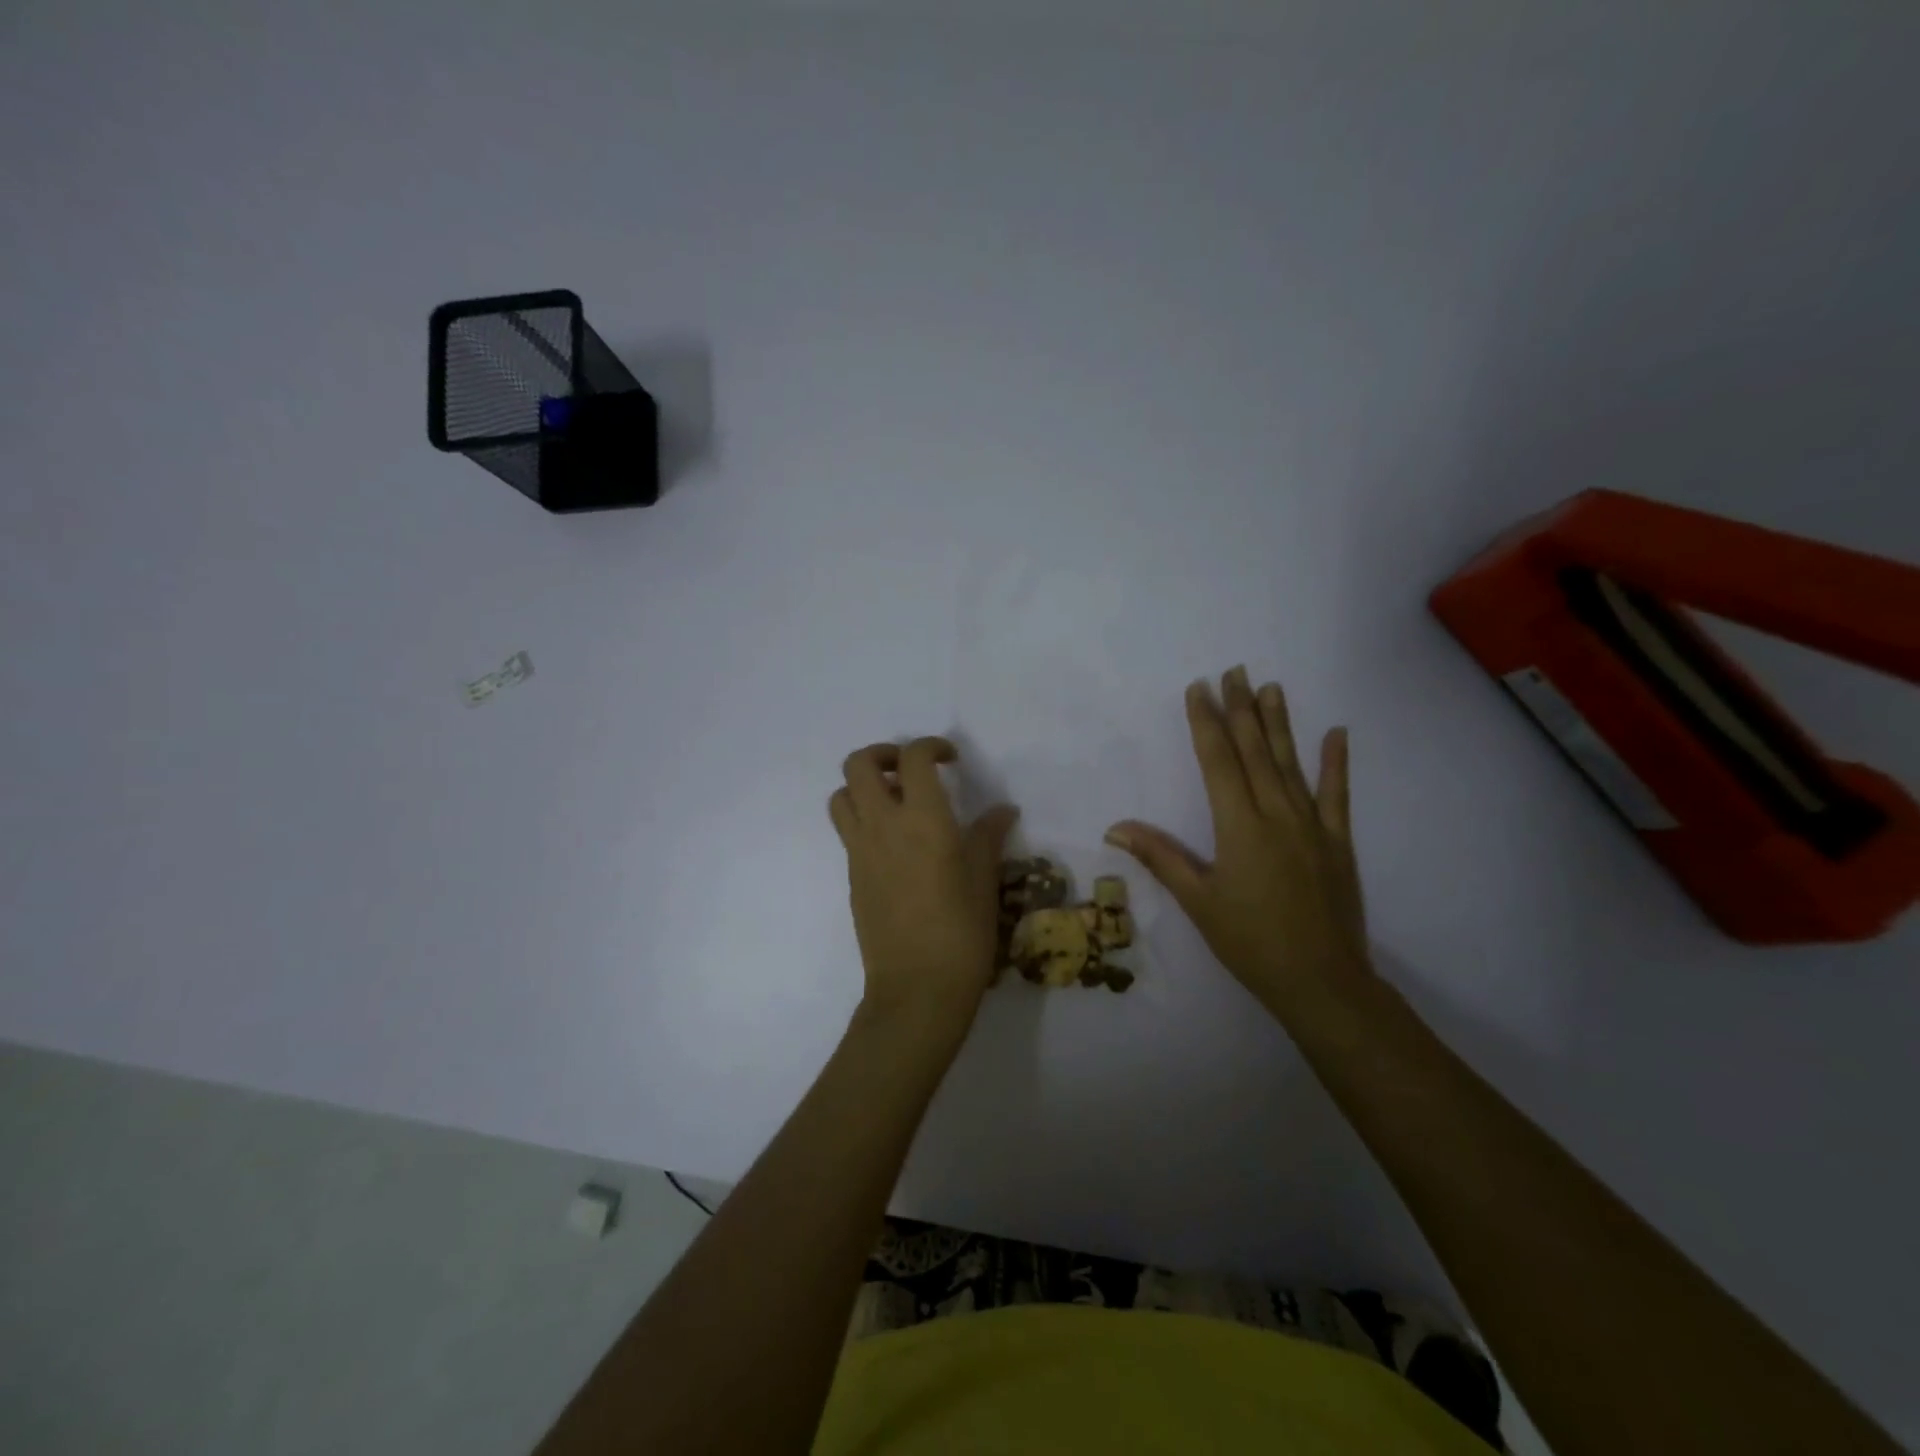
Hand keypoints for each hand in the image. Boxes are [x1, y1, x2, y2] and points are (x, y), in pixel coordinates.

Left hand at [830, 738, 1019, 1044]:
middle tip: (910, 770)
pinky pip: (847, 829)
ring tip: (896, 802)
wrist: (917, 988)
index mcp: (923, 820)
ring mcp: (860, 850)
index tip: (950, 759)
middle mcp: (883, 825)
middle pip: (858, 764)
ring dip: (864, 786)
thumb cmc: (962, 932)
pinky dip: (863, 818)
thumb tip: (1001, 811)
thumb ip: (988, 837)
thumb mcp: (984, 880)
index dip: (931, 746)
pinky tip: (895, 843)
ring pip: (842, 794)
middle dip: (883, 754)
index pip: (914, 758)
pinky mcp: (851, 874)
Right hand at [1105, 668, 1370, 1015]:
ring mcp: (1313, 825)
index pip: (1218, 762)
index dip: (1205, 723)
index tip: (1198, 689)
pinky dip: (1337, 763)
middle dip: (1240, 710)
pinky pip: (1338, 795)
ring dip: (1279, 723)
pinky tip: (1336, 733)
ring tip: (1270, 687)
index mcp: (1239, 825)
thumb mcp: (1198, 900)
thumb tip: (1116, 826)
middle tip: (1233, 672)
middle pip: (1254, 751)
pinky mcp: (1338, 842)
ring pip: (1291, 763)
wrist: (1322, 981)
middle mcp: (1277, 814)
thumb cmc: (1250, 941)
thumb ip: (1160, 857)